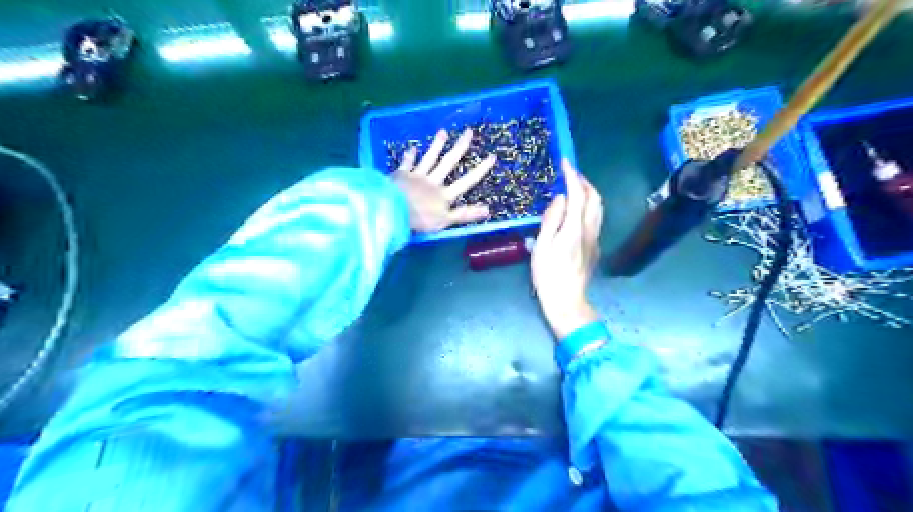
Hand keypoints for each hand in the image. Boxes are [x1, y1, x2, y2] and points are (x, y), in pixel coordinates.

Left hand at [390, 127, 495, 231]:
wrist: (393, 210)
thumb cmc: (420, 219)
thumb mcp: (446, 221)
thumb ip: (465, 214)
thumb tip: (487, 209)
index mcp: (445, 195)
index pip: (466, 181)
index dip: (480, 169)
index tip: (491, 156)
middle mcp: (433, 182)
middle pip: (448, 163)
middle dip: (459, 147)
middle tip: (468, 132)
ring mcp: (417, 176)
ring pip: (430, 159)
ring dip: (437, 145)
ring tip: (444, 132)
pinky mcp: (401, 175)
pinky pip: (407, 164)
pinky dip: (410, 156)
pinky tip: (412, 148)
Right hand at [533, 159, 603, 338]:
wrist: (566, 300)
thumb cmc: (548, 275)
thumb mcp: (541, 246)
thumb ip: (551, 219)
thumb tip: (560, 198)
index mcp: (574, 228)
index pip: (577, 194)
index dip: (572, 176)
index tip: (565, 162)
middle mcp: (589, 230)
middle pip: (594, 198)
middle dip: (584, 181)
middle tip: (569, 174)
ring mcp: (595, 239)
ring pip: (598, 208)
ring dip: (588, 193)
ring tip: (574, 188)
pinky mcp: (595, 247)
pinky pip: (595, 219)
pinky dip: (588, 206)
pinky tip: (576, 211)